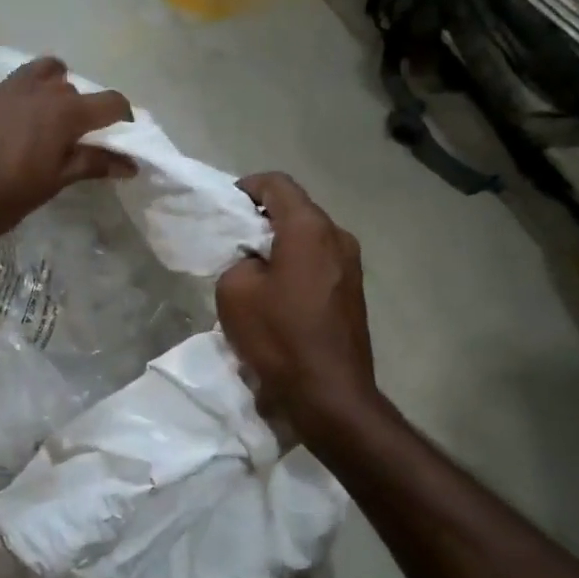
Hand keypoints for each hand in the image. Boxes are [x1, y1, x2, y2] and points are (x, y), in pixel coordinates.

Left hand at [0, 26, 135, 248]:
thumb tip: (129, 162)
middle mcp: (34, 93)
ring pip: (32, 70)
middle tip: (77, 133)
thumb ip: (88, 166)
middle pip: (68, 88)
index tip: (126, 131)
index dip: (122, 115)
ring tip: (52, 90)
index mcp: (62, 116)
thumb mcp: (50, 186)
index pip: (107, 104)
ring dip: (48, 77)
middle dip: (79, 106)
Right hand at [217, 173, 381, 436]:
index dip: (246, 187)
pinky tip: (275, 298)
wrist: (329, 393)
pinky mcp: (353, 294)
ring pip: (308, 240)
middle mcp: (338, 237)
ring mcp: (352, 266)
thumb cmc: (278, 337)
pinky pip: (318, 265)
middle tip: (231, 242)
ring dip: (279, 247)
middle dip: (261, 220)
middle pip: (296, 211)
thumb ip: (238, 261)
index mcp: (309, 228)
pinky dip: (294, 269)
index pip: (276, 184)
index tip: (224, 208)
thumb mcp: (234, 292)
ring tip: (251, 273)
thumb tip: (255, 263)